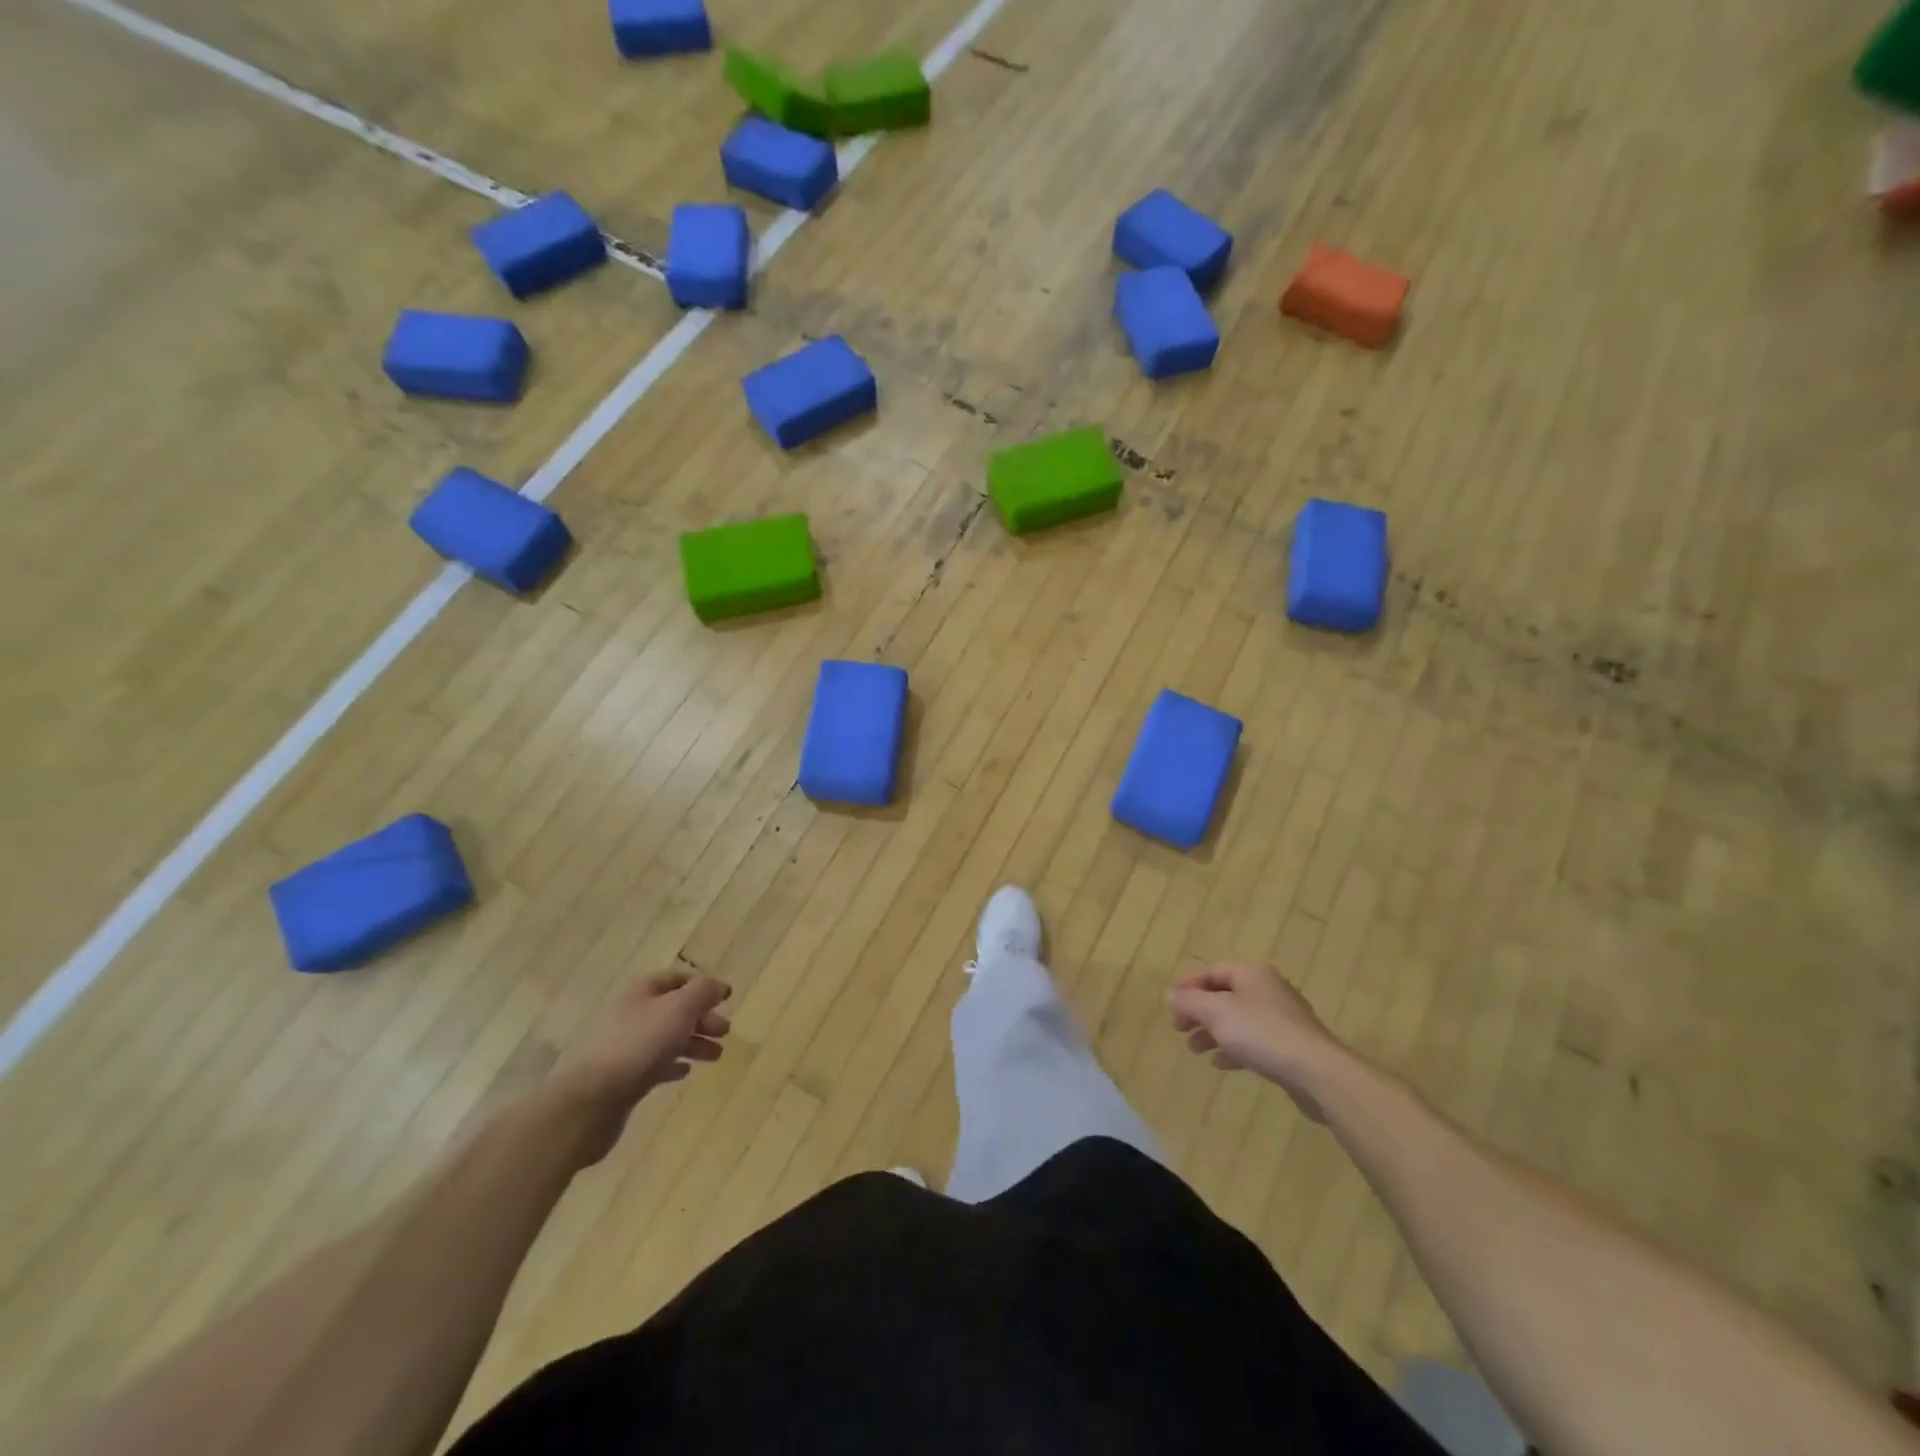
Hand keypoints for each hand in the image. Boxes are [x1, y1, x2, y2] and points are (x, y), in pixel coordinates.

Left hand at [555, 973, 731, 1161]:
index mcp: (642, 993)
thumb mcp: (679, 1009)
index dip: (701, 986)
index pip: (675, 979)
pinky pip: (654, 1064)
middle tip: (725, 1031)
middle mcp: (632, 1014)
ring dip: (693, 1042)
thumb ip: (703, 993)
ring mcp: (625, 1047)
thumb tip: (719, 986)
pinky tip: (685, 1072)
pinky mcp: (624, 1077)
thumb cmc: (640, 1045)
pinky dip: (673, 1064)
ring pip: (667, 1038)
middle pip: (673, 1010)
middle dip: (701, 1017)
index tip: (725, 998)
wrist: (594, 1099)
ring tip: (716, 1055)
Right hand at [1167, 963, 1340, 1119]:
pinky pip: (1255, 1041)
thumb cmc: (1262, 1033)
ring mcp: (1283, 1018)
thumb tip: (1169, 994)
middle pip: (1225, 996)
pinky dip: (1234, 1048)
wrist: (1317, 1072)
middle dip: (1199, 1012)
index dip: (1189, 986)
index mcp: (1252, 974)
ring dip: (1214, 1032)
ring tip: (1195, 1049)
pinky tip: (1220, 1063)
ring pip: (1239, 1020)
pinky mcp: (1291, 1045)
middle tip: (1180, 1029)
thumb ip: (1190, 1002)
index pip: (1213, 971)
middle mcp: (1268, 990)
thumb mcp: (1216, 1013)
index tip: (1171, 1005)